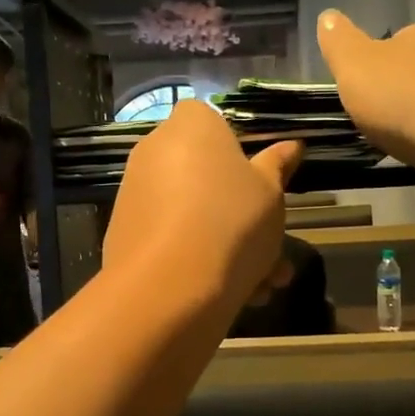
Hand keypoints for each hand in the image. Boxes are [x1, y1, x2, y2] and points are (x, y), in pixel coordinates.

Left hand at [102, 101, 302, 312]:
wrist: (168, 286)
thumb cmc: (232, 221)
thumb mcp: (270, 194)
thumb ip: (277, 167)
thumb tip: (291, 145)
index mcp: (191, 126)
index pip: (211, 120)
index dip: (237, 149)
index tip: (258, 182)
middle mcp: (154, 151)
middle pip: (203, 173)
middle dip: (240, 212)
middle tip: (272, 246)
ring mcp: (135, 192)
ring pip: (192, 213)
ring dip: (227, 244)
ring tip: (262, 286)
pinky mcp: (124, 233)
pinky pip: (170, 238)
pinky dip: (198, 259)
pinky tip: (234, 295)